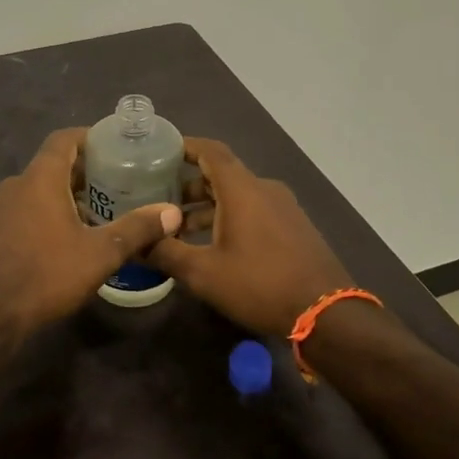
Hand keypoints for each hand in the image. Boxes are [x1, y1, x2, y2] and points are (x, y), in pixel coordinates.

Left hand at [0, 128, 182, 336]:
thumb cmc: (48, 276)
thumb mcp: (101, 254)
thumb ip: (138, 228)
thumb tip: (173, 212)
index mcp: (40, 179)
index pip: (63, 139)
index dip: (88, 138)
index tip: (111, 147)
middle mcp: (13, 185)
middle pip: (48, 165)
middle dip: (78, 172)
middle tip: (109, 185)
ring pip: (29, 190)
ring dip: (54, 195)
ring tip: (82, 213)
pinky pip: (9, 212)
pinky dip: (28, 215)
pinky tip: (40, 233)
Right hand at [151, 138, 353, 335]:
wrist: (326, 312)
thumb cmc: (259, 284)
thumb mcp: (203, 273)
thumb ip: (165, 253)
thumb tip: (133, 244)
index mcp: (242, 189)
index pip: (211, 150)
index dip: (185, 146)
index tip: (160, 151)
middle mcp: (264, 189)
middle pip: (222, 174)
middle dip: (189, 185)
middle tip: (159, 200)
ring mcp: (284, 208)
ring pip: (238, 195)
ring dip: (208, 207)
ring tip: (180, 230)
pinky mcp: (294, 227)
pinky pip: (255, 210)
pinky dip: (230, 217)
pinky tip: (214, 245)